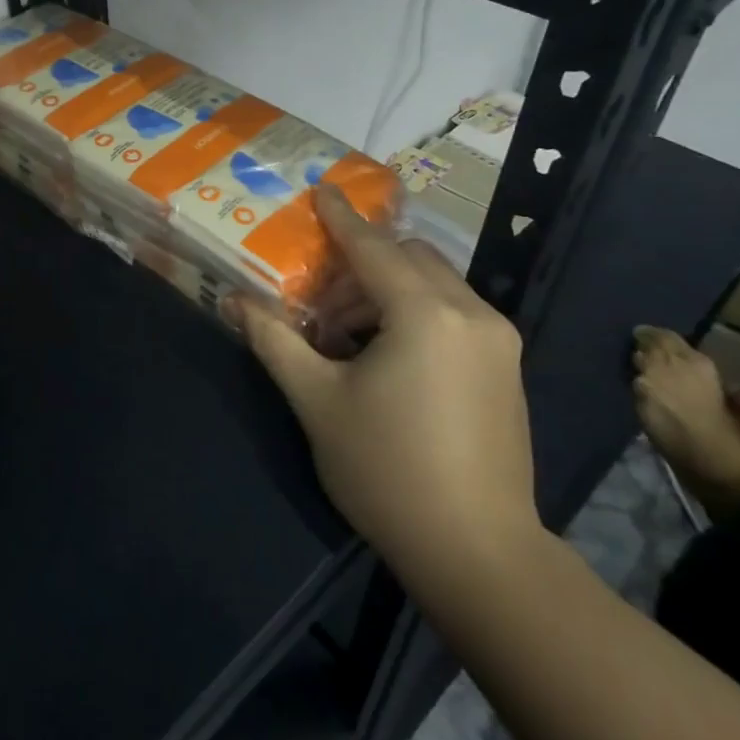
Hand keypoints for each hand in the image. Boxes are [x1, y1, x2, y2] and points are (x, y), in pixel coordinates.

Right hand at [232, 186, 537, 586]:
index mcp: (425, 313)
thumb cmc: (387, 468)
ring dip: (385, 290)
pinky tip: (385, 357)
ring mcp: (497, 341)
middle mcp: (471, 313)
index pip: (373, 247)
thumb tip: (233, 300)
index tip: (321, 188)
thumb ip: (273, 339)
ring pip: (434, 284)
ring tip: (345, 338)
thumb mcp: (316, 400)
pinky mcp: (505, 368)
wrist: (477, 552)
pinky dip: (414, 312)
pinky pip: (453, 312)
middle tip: (319, 302)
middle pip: (409, 258)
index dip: (341, 217)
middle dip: (361, 264)